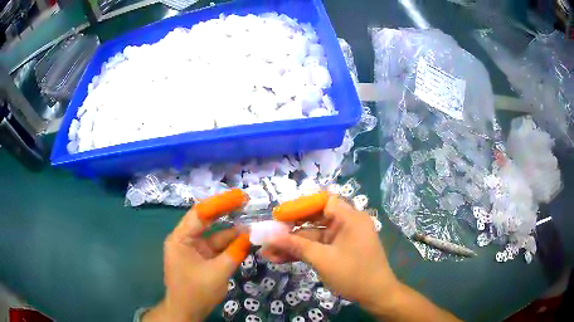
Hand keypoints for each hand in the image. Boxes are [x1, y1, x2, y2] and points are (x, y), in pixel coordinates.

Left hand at [143, 190, 250, 321]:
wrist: (186, 312)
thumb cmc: (196, 292)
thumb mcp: (218, 273)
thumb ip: (234, 253)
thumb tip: (250, 236)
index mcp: (181, 239)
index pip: (200, 213)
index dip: (220, 203)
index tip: (239, 196)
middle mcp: (184, 239)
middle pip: (206, 220)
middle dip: (225, 211)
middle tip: (245, 201)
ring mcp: (192, 249)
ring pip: (213, 235)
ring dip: (231, 231)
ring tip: (251, 223)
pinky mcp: (199, 257)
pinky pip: (215, 247)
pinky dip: (229, 244)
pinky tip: (244, 240)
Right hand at [263, 196, 398, 311]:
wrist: (376, 295)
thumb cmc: (353, 274)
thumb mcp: (323, 259)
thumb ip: (296, 246)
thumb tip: (269, 236)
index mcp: (350, 218)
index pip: (322, 201)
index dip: (300, 206)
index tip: (279, 217)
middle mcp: (347, 223)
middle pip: (314, 219)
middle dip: (291, 230)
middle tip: (269, 236)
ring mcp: (342, 238)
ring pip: (314, 236)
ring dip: (293, 245)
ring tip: (268, 253)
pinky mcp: (339, 250)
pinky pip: (319, 247)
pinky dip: (303, 252)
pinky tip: (281, 259)